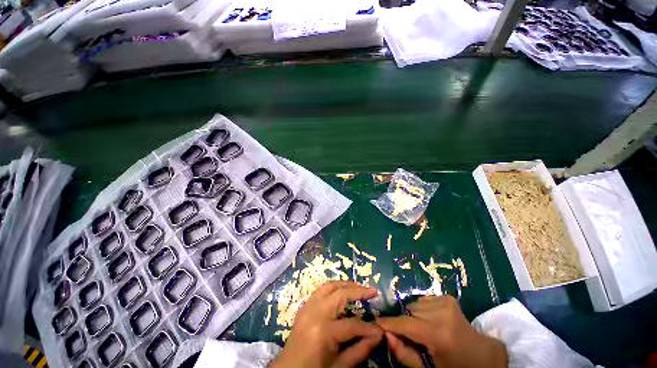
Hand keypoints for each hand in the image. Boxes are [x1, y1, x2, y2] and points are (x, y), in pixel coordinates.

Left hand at [269, 281, 383, 367]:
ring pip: (328, 286)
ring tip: (358, 286)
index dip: (368, 328)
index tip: (380, 329)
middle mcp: (314, 313)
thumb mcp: (339, 367)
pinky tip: (341, 291)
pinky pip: (319, 290)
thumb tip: (378, 335)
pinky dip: (332, 288)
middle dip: (357, 290)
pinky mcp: (303, 307)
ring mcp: (306, 307)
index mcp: (323, 331)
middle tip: (372, 290)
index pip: (351, 325)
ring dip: (344, 284)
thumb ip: (360, 350)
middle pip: (339, 293)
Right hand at [378, 295, 506, 367]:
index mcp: (439, 334)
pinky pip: (423, 300)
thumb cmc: (455, 366)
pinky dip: (422, 309)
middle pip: (409, 312)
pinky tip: (431, 320)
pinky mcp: (447, 297)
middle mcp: (441, 313)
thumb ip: (404, 354)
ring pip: (414, 304)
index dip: (388, 323)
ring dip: (413, 315)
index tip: (375, 323)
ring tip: (422, 328)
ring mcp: (445, 301)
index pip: (405, 324)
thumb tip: (386, 334)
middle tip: (408, 335)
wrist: (482, 355)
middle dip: (404, 322)